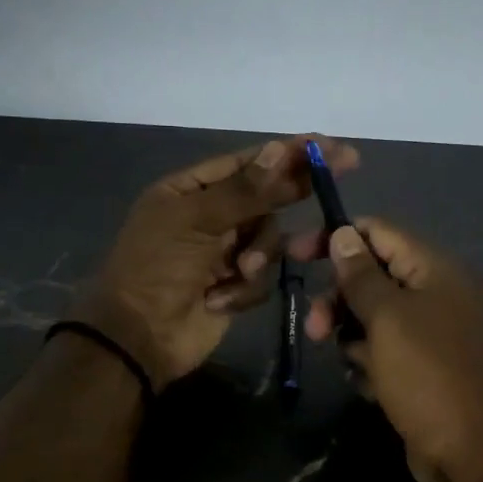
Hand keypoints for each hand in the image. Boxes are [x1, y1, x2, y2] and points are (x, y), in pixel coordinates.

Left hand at [75, 135, 359, 386]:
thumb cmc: (158, 267)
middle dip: (292, 191)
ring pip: (268, 239)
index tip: (328, 145)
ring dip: (259, 255)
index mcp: (189, 191)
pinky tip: (218, 300)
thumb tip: (280, 149)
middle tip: (344, 169)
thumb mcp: (196, 221)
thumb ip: (244, 190)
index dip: (287, 152)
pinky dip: (243, 289)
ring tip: (240, 272)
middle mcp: (209, 216)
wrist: (139, 336)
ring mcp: (223, 253)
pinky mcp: (233, 287)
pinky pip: (260, 277)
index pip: (247, 163)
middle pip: (264, 197)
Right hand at [299, 219, 482, 481]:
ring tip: (353, 365)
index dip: (335, 237)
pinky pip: (386, 352)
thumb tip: (343, 233)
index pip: (378, 232)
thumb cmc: (429, 376)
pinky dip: (372, 364)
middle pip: (371, 277)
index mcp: (435, 270)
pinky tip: (373, 387)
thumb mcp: (388, 319)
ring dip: (352, 337)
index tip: (294, 255)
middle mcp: (436, 294)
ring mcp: (432, 334)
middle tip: (315, 330)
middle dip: (338, 299)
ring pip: (374, 318)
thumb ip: (361, 275)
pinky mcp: (424, 369)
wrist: (478, 455)